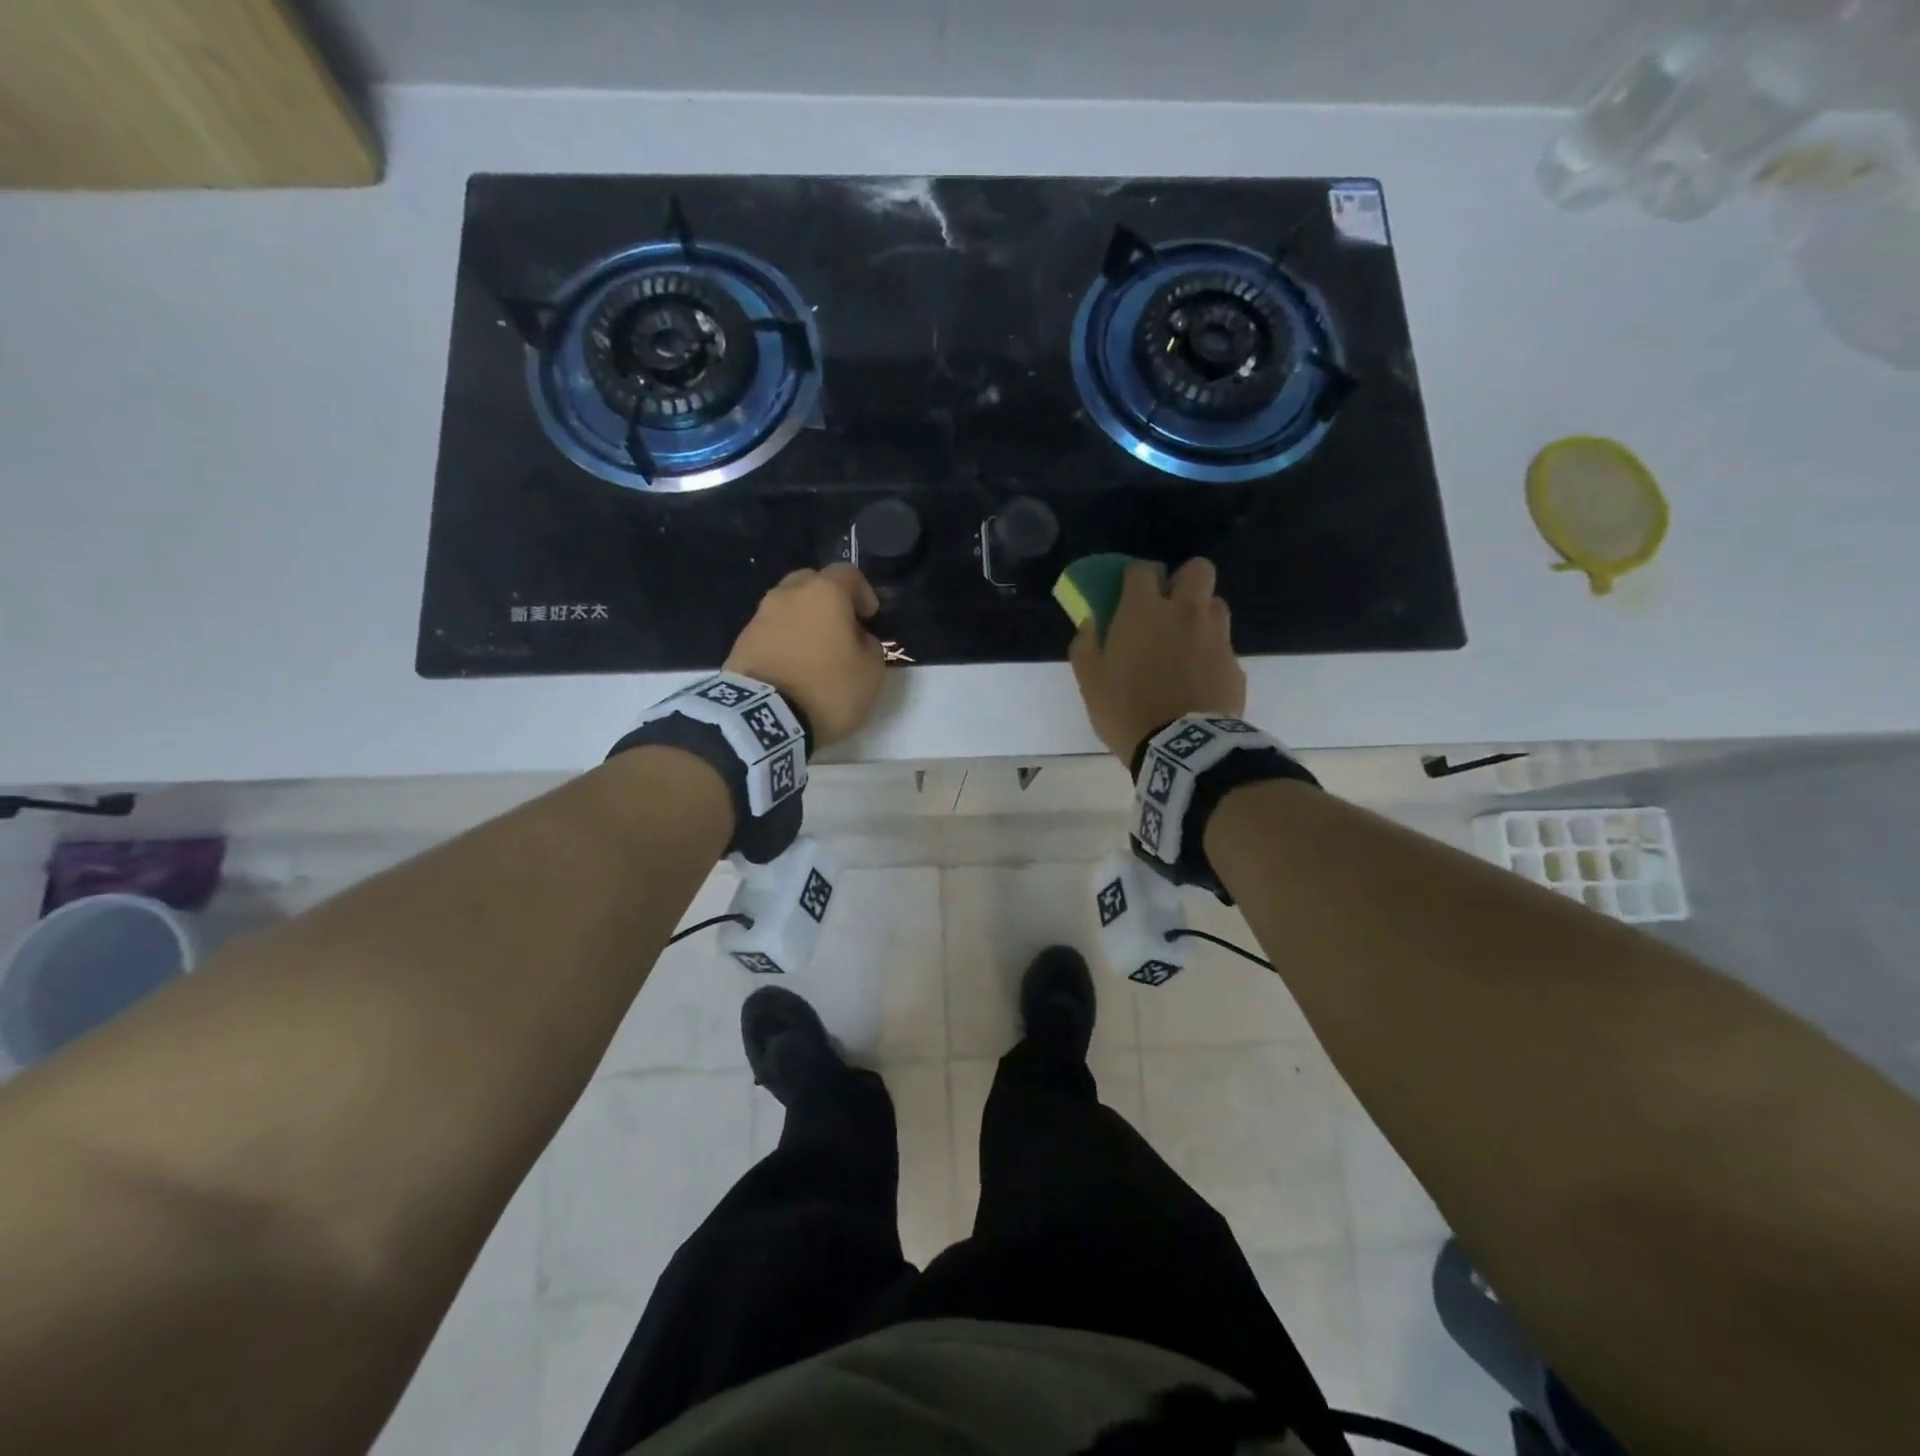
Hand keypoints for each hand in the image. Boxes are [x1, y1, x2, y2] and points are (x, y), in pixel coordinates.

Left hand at [725, 564, 885, 746]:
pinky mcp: (740, 642)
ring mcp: (760, 616)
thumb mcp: (871, 673)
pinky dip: (784, 641)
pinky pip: (770, 631)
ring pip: (787, 606)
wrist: (763, 718)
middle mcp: (788, 594)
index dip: (863, 592)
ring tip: (815, 652)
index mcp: (824, 593)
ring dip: (803, 621)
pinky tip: (793, 667)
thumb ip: (870, 646)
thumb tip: (858, 638)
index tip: (870, 618)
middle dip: (828, 600)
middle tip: (840, 628)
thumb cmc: (827, 688)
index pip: (848, 573)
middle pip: (811, 582)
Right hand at [1070, 558, 1245, 761]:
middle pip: (1197, 569)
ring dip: (1201, 615)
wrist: (1180, 747)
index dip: (1134, 577)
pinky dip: (1212, 655)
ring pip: (1216, 605)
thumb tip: (1091, 623)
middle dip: (1183, 580)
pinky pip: (1224, 646)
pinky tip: (1199, 679)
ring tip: (1186, 642)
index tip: (1127, 594)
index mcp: (1144, 611)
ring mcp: (1216, 636)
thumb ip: (1086, 645)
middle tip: (1168, 607)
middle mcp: (1185, 612)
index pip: (1142, 569)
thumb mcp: (1090, 682)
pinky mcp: (1235, 664)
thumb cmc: (1126, 710)